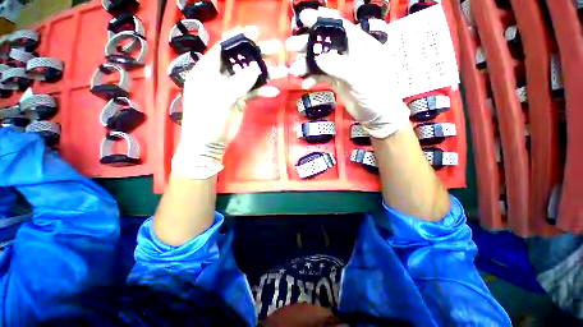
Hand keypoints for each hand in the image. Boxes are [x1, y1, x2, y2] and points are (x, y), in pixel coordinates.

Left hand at [172, 27, 280, 179]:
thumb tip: (255, 69)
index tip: (254, 32)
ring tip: (282, 71)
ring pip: (249, 78)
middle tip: (274, 49)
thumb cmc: (207, 122)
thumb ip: (237, 84)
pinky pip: (252, 93)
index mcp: (206, 72)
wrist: (209, 144)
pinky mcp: (239, 102)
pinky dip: (262, 91)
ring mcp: (230, 90)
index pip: (222, 49)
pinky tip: (273, 91)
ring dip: (264, 75)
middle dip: (256, 55)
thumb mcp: (220, 101)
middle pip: (239, 62)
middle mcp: (218, 78)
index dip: (237, 39)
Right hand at [286, 8, 409, 138]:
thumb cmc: (376, 93)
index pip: (339, 26)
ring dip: (307, 65)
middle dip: (308, 44)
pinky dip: (313, 79)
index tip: (303, 18)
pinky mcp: (337, 81)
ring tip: (294, 70)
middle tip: (291, 46)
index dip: (321, 20)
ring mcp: (342, 68)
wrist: (376, 115)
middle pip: (325, 43)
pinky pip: (321, 77)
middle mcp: (349, 53)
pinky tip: (306, 84)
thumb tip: (319, 59)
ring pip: (321, 61)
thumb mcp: (360, 78)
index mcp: (360, 44)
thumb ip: (340, 67)